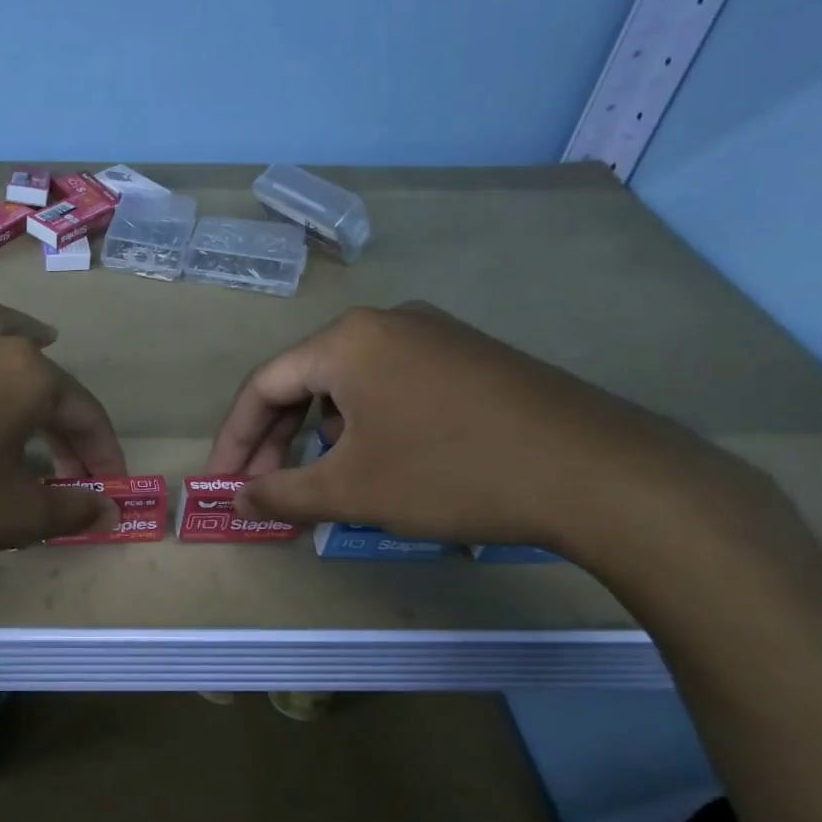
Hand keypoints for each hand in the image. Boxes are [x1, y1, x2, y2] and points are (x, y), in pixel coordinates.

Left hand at [0, 301, 126, 585]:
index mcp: (24, 373)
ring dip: (13, 342)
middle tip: (69, 460)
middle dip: (62, 416)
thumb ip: (70, 509)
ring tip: (31, 350)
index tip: (109, 488)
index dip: (102, 453)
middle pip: (38, 373)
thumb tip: (107, 511)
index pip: (82, 412)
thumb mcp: (14, 515)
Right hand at [206, 303, 740, 554]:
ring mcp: (434, 335)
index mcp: (346, 341)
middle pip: (305, 381)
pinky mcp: (470, 357)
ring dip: (322, 436)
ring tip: (325, 484)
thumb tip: (238, 498)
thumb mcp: (352, 491)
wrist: (599, 473)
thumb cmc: (451, 473)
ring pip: (349, 386)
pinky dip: (367, 426)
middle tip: (265, 491)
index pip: (263, 387)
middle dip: (278, 441)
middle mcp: (384, 323)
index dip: (235, 440)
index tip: (222, 484)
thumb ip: (282, 492)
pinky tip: (382, 463)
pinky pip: (392, 386)